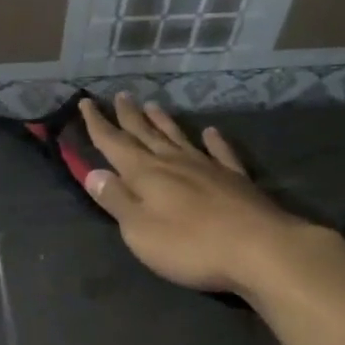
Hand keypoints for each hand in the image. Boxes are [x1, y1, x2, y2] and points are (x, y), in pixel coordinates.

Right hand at [78, 95, 318, 294]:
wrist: (259, 248)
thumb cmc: (189, 245)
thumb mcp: (139, 230)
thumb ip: (116, 200)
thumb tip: (93, 173)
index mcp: (145, 174)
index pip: (114, 143)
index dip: (97, 124)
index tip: (85, 103)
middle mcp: (173, 162)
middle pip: (145, 134)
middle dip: (128, 116)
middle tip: (119, 96)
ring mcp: (207, 167)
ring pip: (178, 137)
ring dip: (162, 121)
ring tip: (152, 105)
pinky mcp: (235, 179)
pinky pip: (220, 152)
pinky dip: (213, 141)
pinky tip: (210, 132)